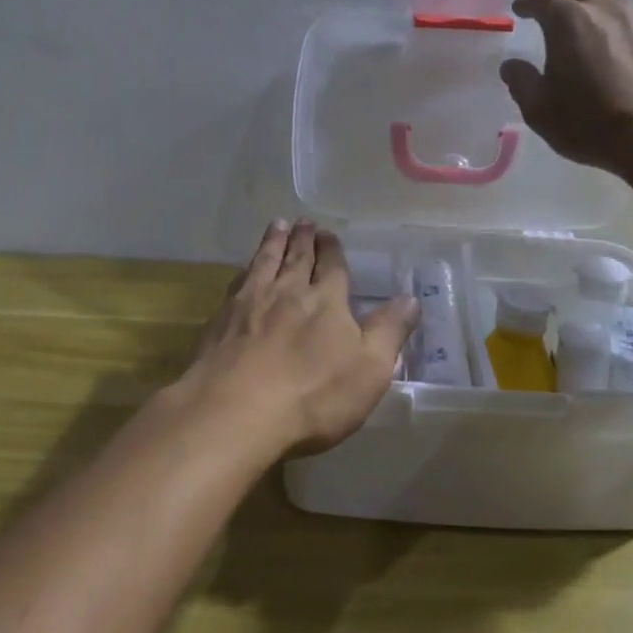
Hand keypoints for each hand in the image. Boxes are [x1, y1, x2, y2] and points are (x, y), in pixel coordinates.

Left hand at [180, 220, 419, 459]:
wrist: (235, 411)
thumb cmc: (313, 395)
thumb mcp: (369, 370)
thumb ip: (389, 331)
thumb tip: (411, 298)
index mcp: (326, 301)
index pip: (332, 267)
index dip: (332, 250)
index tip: (329, 233)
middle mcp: (288, 292)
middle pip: (297, 258)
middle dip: (303, 239)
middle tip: (303, 222)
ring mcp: (250, 303)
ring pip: (265, 262)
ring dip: (273, 243)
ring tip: (277, 226)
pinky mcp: (220, 321)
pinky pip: (237, 284)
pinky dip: (245, 270)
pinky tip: (244, 271)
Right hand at [500, 0, 632, 172]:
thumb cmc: (589, 122)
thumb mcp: (539, 109)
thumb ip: (521, 81)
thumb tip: (512, 65)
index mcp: (568, 20)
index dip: (527, 1)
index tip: (520, 11)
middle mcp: (605, 10)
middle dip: (559, 5)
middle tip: (550, 24)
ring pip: (610, 2)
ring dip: (593, 10)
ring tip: (587, 31)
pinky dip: (618, 30)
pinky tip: (618, 54)